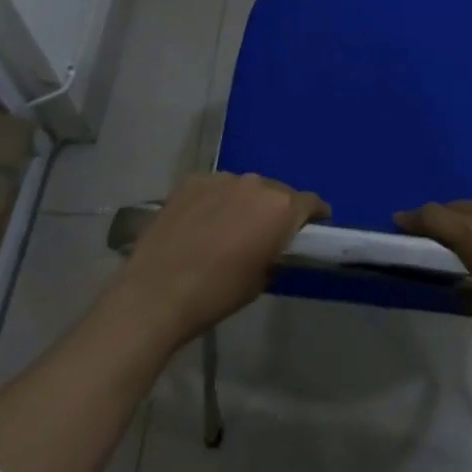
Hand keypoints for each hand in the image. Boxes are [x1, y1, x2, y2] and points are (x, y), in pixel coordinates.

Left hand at [109, 172, 327, 349]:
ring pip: (244, 188)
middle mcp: (256, 183)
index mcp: (280, 208)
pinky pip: (215, 188)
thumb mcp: (260, 280)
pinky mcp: (193, 180)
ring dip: (244, 203)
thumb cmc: (217, 294)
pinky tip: (201, 224)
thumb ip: (276, 252)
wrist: (158, 292)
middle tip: (264, 234)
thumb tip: (274, 244)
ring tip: (228, 229)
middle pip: (276, 192)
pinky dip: (215, 201)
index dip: (314, 216)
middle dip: (275, 210)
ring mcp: (222, 178)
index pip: (310, 203)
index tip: (312, 228)